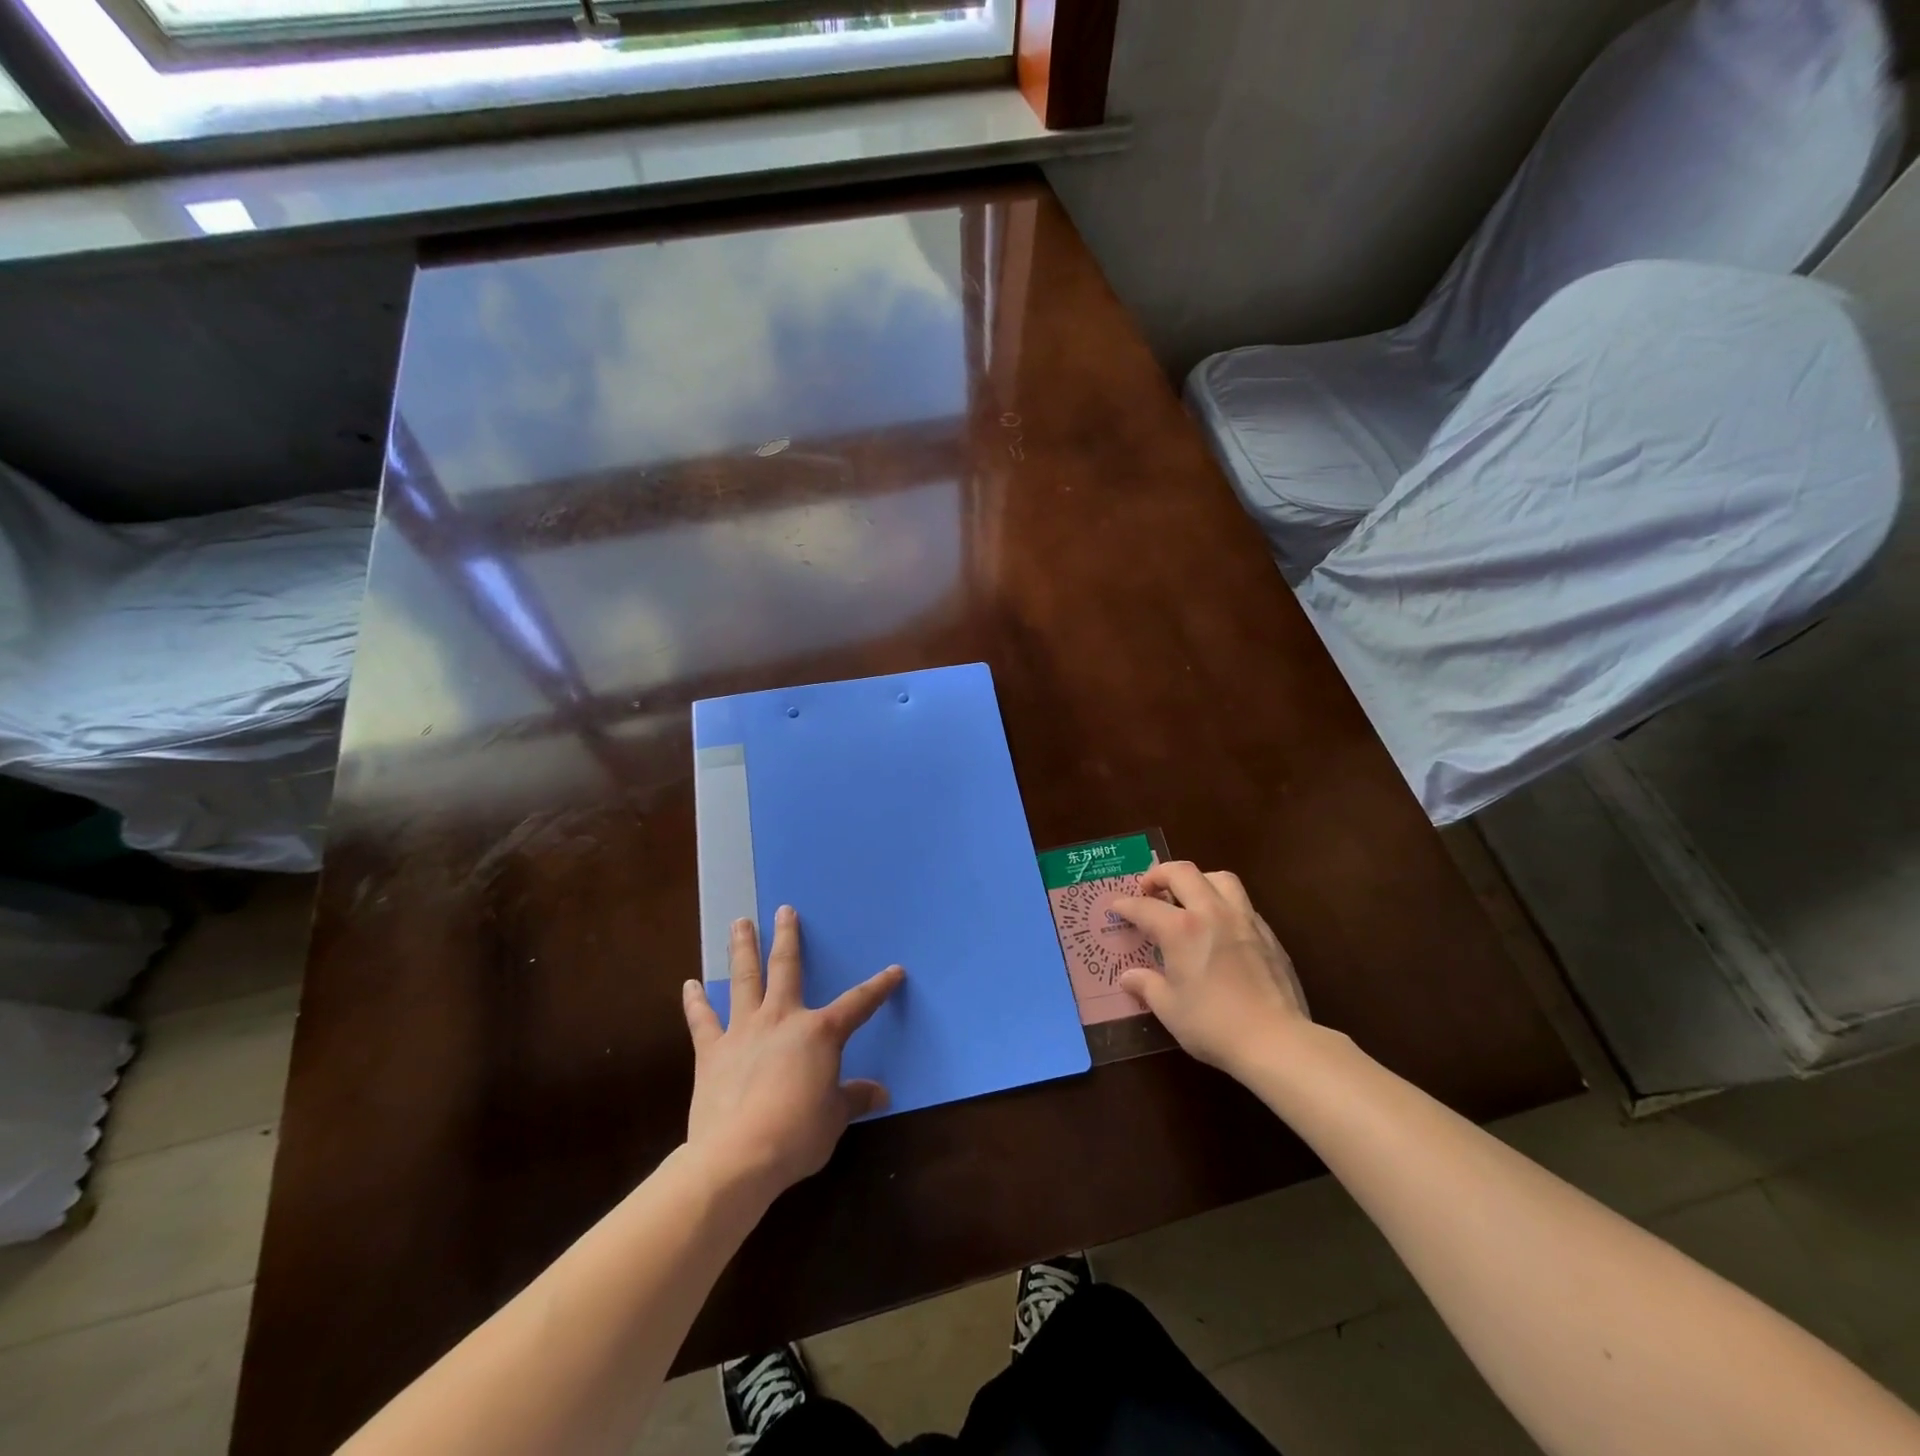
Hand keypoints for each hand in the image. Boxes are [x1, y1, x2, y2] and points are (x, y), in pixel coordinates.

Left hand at [682, 906, 903, 1200]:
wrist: (738, 1156)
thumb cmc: (797, 1133)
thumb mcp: (834, 1117)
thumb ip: (854, 1097)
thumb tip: (881, 1094)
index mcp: (819, 1032)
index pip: (858, 1004)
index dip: (879, 987)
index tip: (895, 970)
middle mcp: (782, 1019)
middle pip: (787, 968)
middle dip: (787, 938)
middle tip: (784, 910)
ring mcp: (743, 1031)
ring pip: (744, 979)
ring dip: (742, 950)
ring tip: (739, 923)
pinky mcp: (711, 1052)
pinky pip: (703, 1020)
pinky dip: (695, 1002)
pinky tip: (689, 985)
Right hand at [1110, 863, 1309, 1076]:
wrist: (1276, 1040)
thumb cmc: (1213, 1024)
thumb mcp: (1169, 1009)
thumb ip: (1147, 986)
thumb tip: (1129, 977)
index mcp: (1181, 929)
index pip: (1145, 907)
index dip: (1126, 905)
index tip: (1117, 907)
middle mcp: (1211, 913)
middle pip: (1183, 873)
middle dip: (1160, 874)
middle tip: (1149, 888)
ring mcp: (1244, 920)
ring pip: (1220, 878)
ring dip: (1199, 880)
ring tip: (1189, 896)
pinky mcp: (1268, 935)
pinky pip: (1242, 903)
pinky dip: (1224, 904)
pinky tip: (1221, 926)